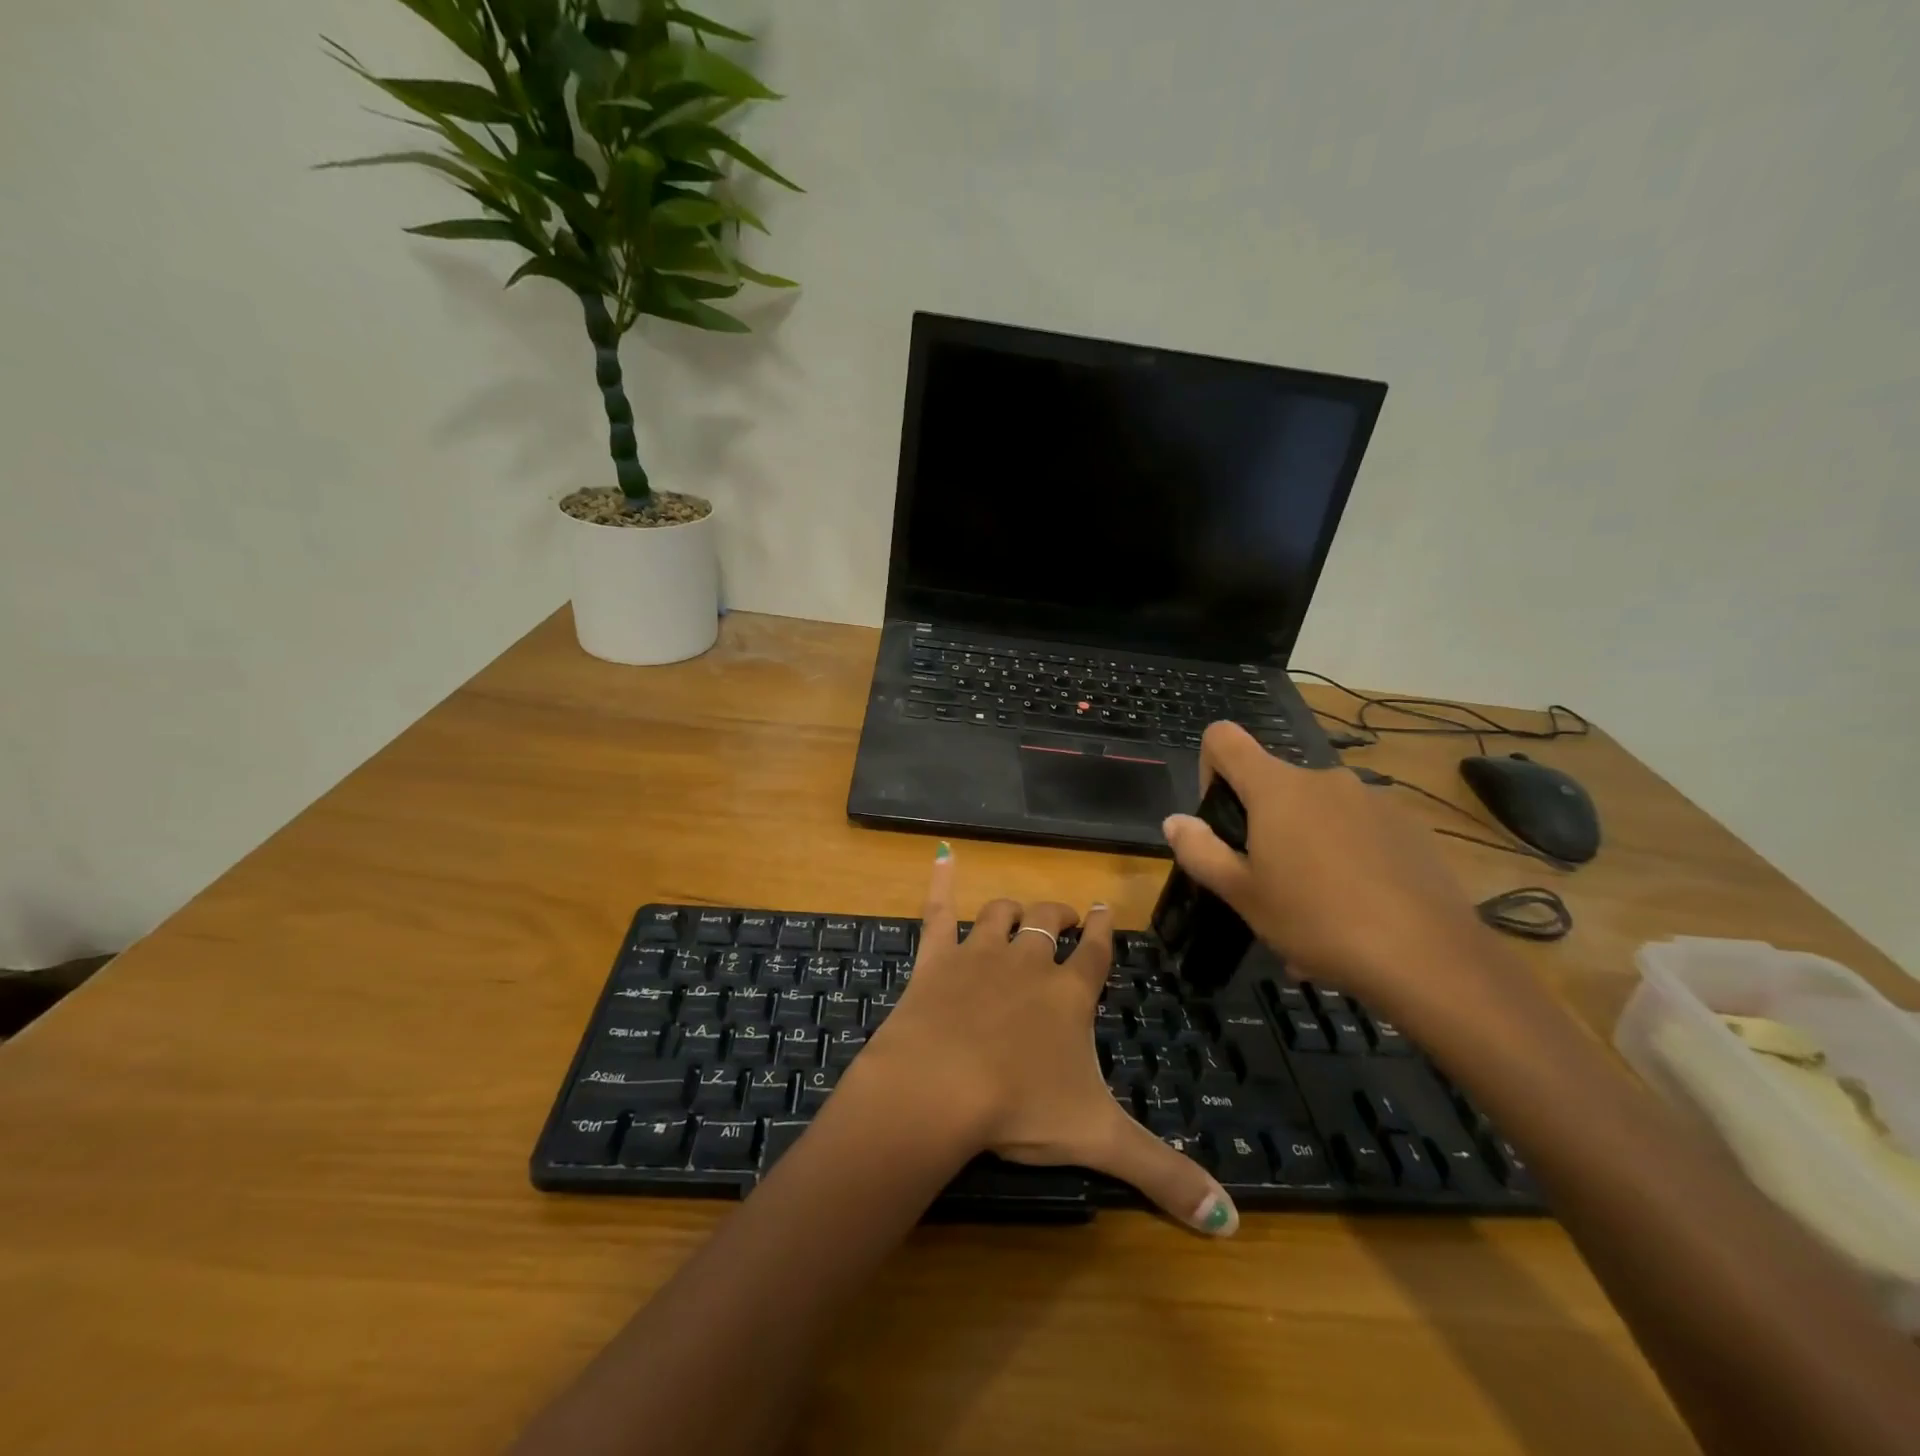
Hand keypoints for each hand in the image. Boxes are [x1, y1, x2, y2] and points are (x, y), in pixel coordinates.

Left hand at [849, 844, 1239, 1235]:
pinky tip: (942, 858)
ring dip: (1011, 910)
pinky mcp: (934, 958)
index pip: (1095, 952)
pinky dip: (940, 882)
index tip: (1103, 912)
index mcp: (1067, 996)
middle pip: (1048, 924)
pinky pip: (937, 910)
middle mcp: (1027, 963)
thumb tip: (1230, 1220)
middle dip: (1061, 916)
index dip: (1102, 932)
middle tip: (1067, 917)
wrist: (938, 1087)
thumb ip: (1163, 1174)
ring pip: (1000, 914)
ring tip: (1017, 913)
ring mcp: (978, 954)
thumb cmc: (1020, 1108)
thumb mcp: (1099, 1140)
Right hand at [1161, 722, 1493, 1022]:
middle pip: (1274, 785)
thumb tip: (1175, 821)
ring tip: (1313, 912)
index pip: (1224, 738)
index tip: (1220, 819)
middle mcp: (1324, 779)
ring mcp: (1373, 800)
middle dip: (1261, 826)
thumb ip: (1200, 851)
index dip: (1209, 767)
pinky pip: (1358, 832)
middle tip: (1265, 885)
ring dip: (1304, 848)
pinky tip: (1355, 912)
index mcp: (1277, 787)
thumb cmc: (1317, 921)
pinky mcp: (1409, 827)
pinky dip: (1345, 859)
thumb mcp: (1242, 894)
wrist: (1430, 959)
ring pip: (1318, 814)